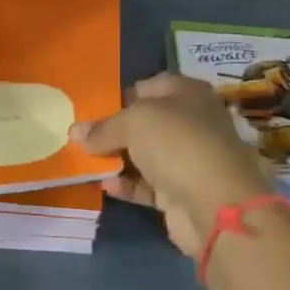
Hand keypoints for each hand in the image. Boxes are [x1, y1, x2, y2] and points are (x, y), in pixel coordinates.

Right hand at [70, 73, 271, 256]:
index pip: (150, 86)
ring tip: (84, 160)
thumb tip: (75, 132)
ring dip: (117, 158)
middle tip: (82, 136)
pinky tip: (105, 184)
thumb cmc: (176, 143)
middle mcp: (192, 122)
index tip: (93, 108)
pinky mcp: (181, 192)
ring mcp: (188, 159)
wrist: (214, 204)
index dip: (122, 94)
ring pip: (145, 154)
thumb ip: (103, 127)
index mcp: (188, 93)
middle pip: (147, 122)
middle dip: (115, 129)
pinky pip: (147, 184)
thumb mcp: (134, 122)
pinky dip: (127, 184)